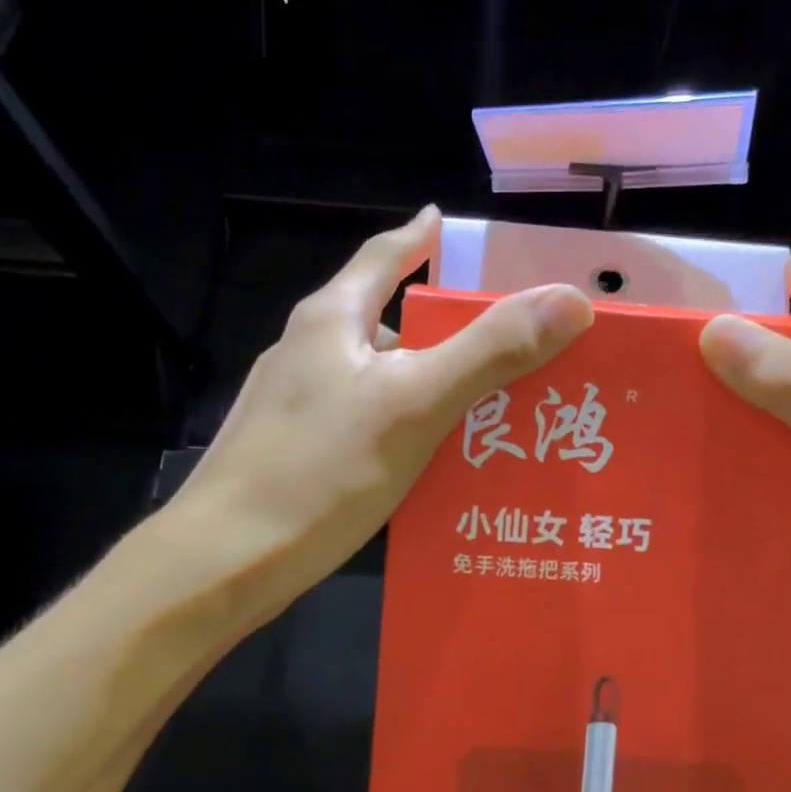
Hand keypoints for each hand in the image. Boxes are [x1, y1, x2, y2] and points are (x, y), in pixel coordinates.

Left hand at [167, 207, 593, 629]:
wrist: (220, 565)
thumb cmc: (318, 473)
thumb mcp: (414, 405)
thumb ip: (490, 351)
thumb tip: (570, 299)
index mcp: (331, 321)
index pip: (385, 256)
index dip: (422, 238)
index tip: (453, 226)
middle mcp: (309, 352)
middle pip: (390, 320)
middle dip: (448, 325)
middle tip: (512, 338)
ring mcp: (297, 406)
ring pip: (382, 378)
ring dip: (432, 382)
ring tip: (490, 404)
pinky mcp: (297, 453)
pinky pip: (369, 422)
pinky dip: (408, 426)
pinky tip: (438, 460)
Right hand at [699, 251, 790, 714]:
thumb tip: (716, 329)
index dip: (780, 289)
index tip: (709, 282)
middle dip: (738, 358)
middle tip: (661, 356)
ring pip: (783, 428)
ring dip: (734, 420)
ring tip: (661, 414)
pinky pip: (781, 477)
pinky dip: (744, 473)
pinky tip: (695, 480)